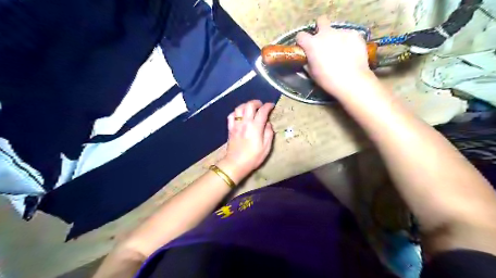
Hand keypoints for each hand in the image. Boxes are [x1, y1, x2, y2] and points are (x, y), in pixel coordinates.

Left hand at [220, 99, 274, 182]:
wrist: (236, 164)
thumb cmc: (253, 157)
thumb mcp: (266, 147)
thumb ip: (269, 133)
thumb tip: (268, 123)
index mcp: (255, 127)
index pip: (262, 111)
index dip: (268, 106)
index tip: (272, 105)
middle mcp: (245, 123)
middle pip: (249, 105)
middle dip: (257, 102)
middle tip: (261, 106)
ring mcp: (236, 125)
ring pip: (239, 108)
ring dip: (246, 105)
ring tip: (251, 108)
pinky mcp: (230, 128)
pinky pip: (231, 115)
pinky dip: (236, 112)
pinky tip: (240, 115)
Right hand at [295, 16, 377, 98]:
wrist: (351, 81)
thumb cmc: (328, 80)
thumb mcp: (312, 73)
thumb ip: (308, 62)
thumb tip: (308, 59)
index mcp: (312, 44)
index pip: (300, 35)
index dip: (302, 41)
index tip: (304, 47)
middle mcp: (326, 34)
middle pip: (321, 20)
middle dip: (320, 28)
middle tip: (323, 41)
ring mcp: (342, 32)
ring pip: (336, 31)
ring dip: (336, 39)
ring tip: (341, 52)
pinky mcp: (355, 34)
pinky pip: (349, 35)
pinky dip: (348, 42)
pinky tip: (351, 53)